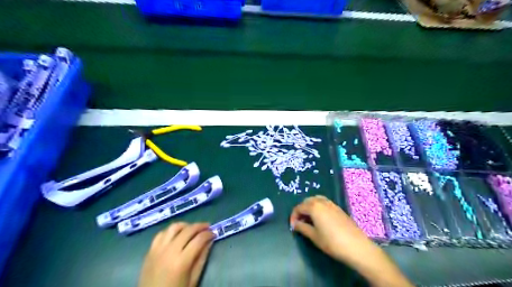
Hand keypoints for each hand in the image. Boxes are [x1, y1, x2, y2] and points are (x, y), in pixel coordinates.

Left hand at [138, 224, 214, 286]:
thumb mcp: (193, 280)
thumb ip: (201, 259)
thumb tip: (209, 241)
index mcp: (181, 261)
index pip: (199, 240)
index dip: (208, 234)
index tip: (214, 233)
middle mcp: (169, 251)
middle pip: (188, 230)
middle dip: (200, 226)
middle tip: (207, 227)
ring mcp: (158, 249)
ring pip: (174, 227)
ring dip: (185, 225)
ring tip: (192, 229)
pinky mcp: (150, 251)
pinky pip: (161, 234)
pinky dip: (171, 231)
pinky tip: (176, 235)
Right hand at [290, 195, 412, 286]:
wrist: (357, 246)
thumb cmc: (332, 242)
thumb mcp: (314, 236)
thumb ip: (302, 228)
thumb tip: (295, 224)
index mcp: (314, 207)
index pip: (298, 207)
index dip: (293, 216)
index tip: (293, 227)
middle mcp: (322, 201)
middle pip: (307, 201)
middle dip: (301, 210)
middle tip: (300, 222)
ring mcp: (331, 204)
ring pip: (316, 200)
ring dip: (310, 207)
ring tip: (309, 220)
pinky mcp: (338, 208)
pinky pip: (324, 203)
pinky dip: (318, 207)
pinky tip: (320, 219)